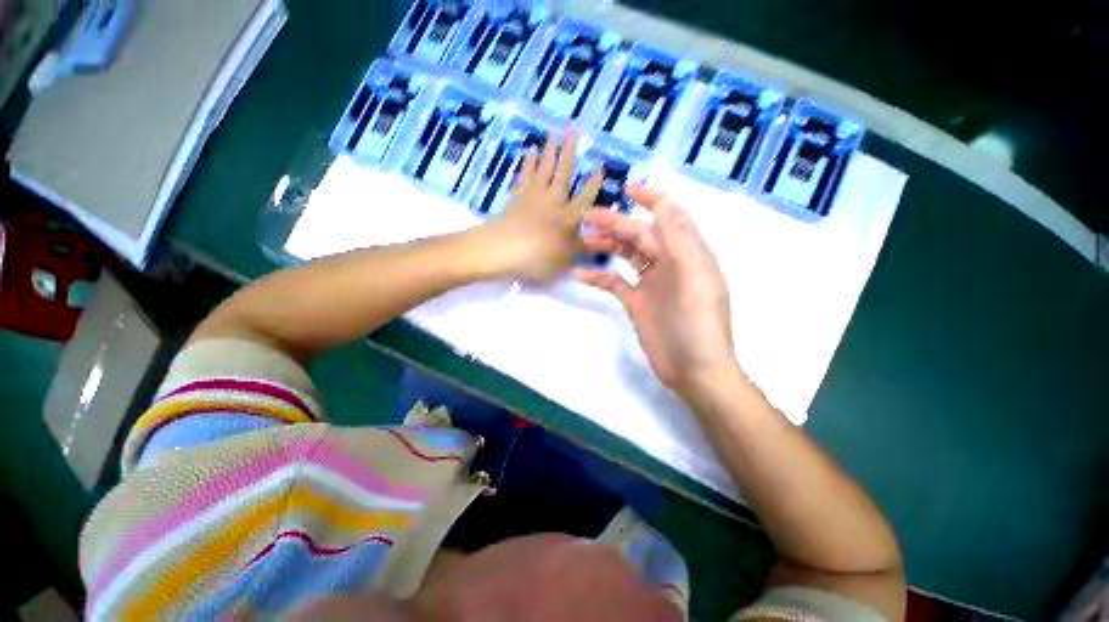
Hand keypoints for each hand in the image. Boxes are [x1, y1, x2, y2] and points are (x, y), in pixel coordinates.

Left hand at [483, 133, 602, 283]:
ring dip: (550, 151)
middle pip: (563, 173)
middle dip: (570, 153)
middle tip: (574, 132)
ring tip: (554, 135)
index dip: (593, 183)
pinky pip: (525, 176)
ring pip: (544, 168)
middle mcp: (554, 201)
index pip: (586, 197)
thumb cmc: (538, 258)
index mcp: (569, 217)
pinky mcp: (517, 197)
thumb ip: (580, 248)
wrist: (504, 249)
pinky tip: (529, 153)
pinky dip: (528, 163)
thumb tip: (594, 241)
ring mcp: (534, 196)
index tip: (600, 166)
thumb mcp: (565, 260)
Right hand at [576, 186, 738, 397]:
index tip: (626, 189)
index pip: (669, 216)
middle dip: (616, 223)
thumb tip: (665, 204)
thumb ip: (681, 242)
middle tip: (587, 217)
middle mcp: (668, 264)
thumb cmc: (699, 325)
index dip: (651, 199)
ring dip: (606, 245)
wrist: (693, 371)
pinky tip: (581, 272)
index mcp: (687, 253)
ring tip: (583, 240)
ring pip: (626, 255)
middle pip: (640, 235)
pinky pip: (615, 283)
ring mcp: (651, 284)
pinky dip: (599, 275)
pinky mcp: (636, 302)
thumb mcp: (695, 279)